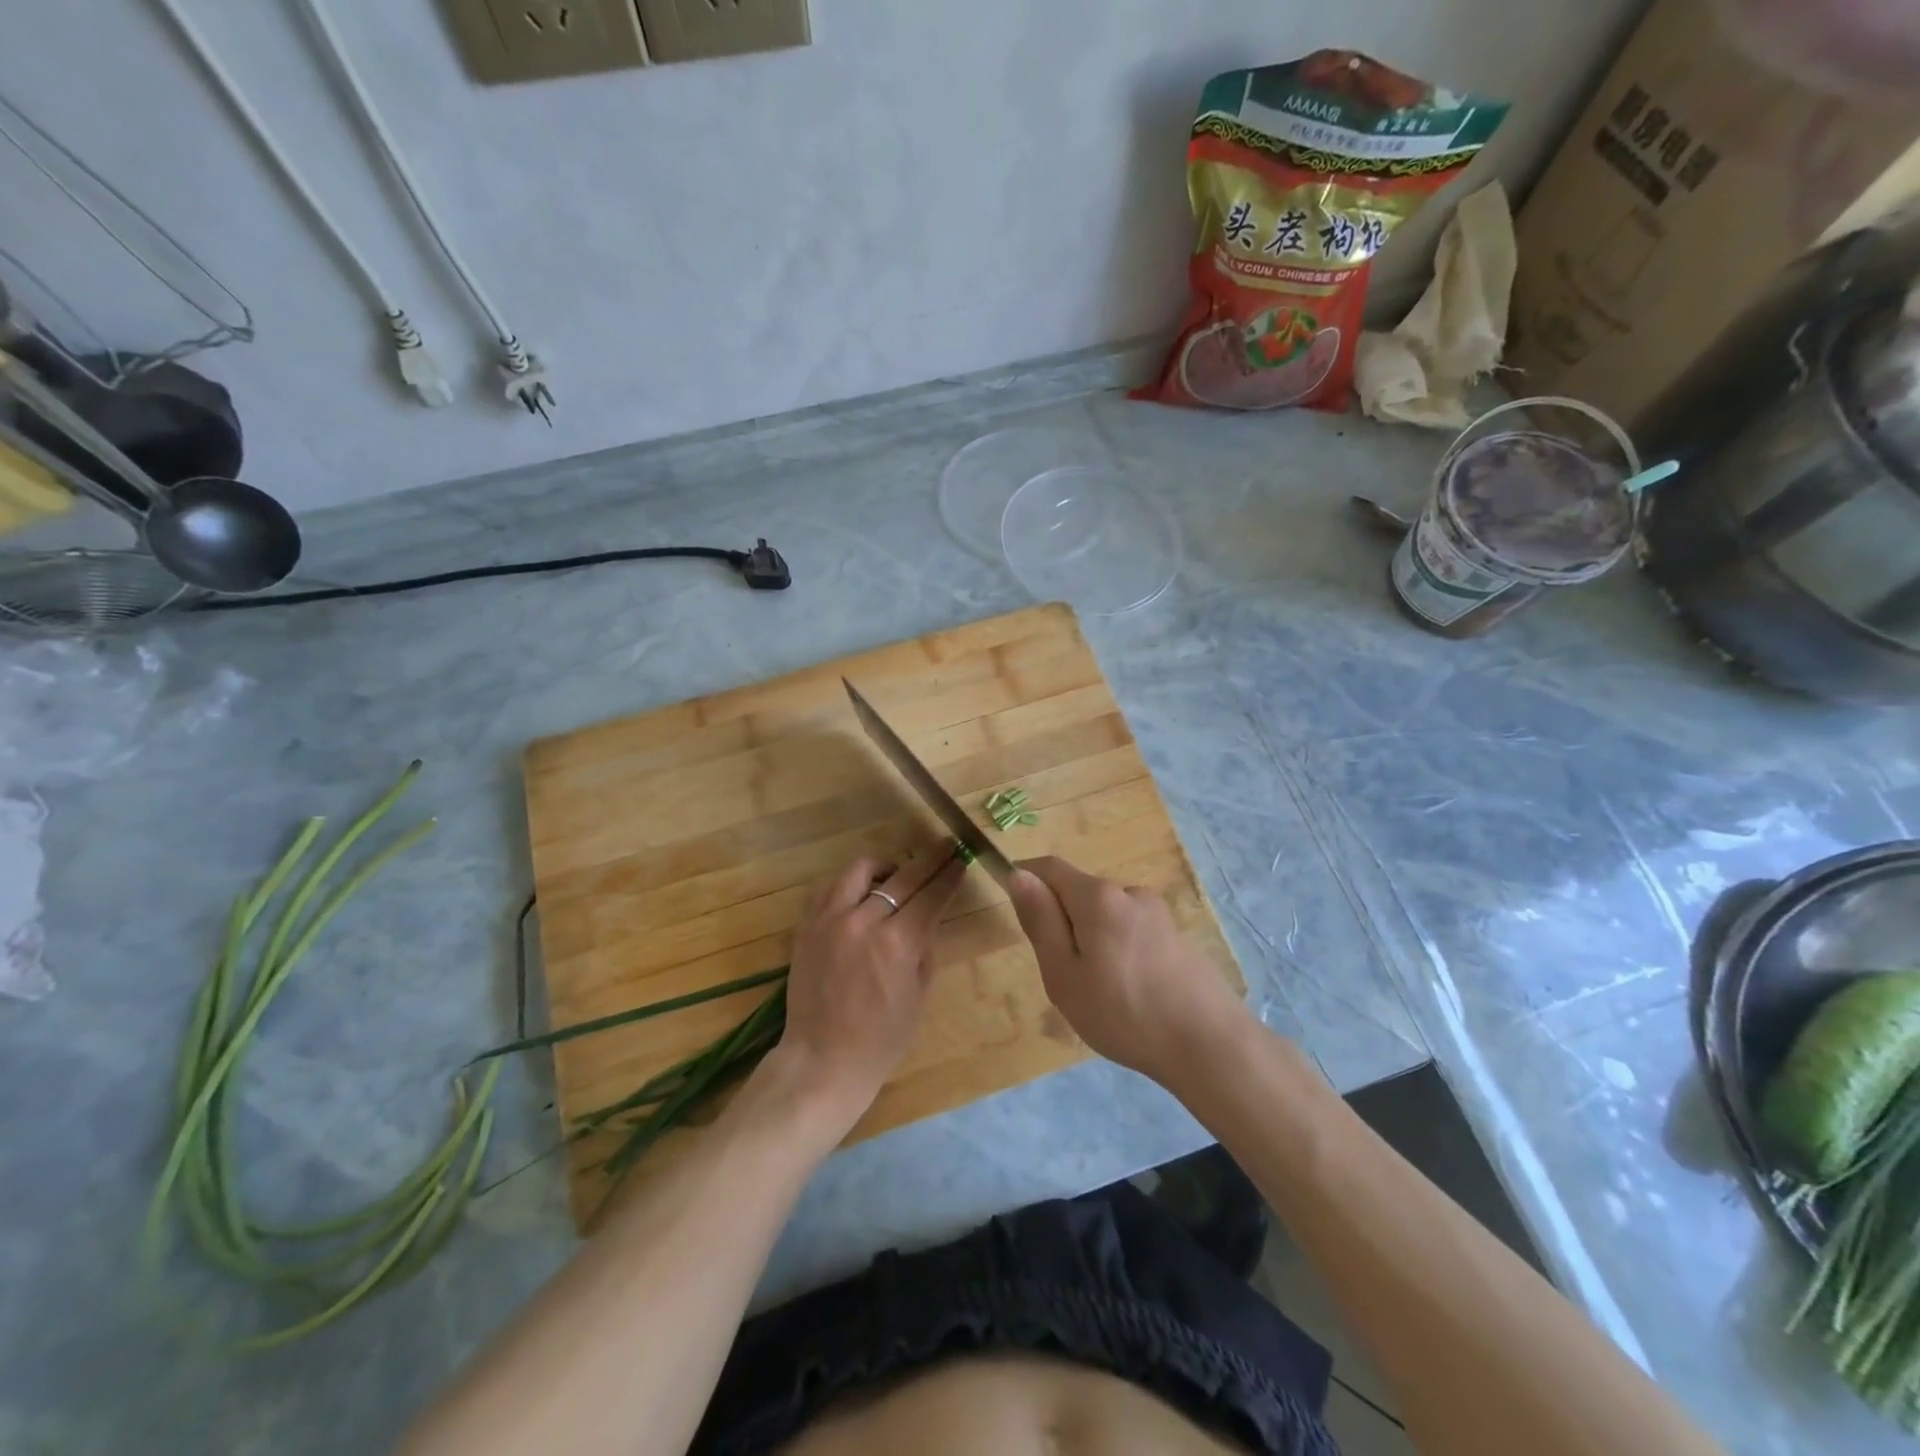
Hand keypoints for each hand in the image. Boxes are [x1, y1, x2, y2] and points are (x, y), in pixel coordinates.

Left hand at [764, 847, 966, 1135]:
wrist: (822, 1060)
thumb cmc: (881, 1039)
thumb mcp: (918, 994)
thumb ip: (925, 947)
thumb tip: (929, 915)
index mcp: (897, 943)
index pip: (931, 895)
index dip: (949, 875)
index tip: (961, 859)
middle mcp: (863, 922)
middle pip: (903, 876)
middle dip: (930, 859)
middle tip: (945, 847)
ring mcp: (830, 920)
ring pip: (860, 870)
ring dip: (886, 866)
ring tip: (897, 873)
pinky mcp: (807, 926)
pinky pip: (831, 888)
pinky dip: (851, 884)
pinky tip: (862, 893)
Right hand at [1007, 856, 1248, 1089]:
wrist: (1209, 1045)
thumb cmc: (1124, 1013)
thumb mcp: (1064, 975)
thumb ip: (1040, 921)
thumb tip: (1019, 876)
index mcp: (1098, 896)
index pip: (1049, 868)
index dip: (1026, 880)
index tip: (1019, 916)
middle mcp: (1129, 892)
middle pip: (1079, 892)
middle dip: (1062, 922)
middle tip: (1063, 976)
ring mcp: (1157, 913)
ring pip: (1105, 915)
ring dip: (1091, 939)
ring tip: (1099, 993)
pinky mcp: (1175, 935)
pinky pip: (1130, 931)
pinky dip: (1117, 951)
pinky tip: (1129, 994)